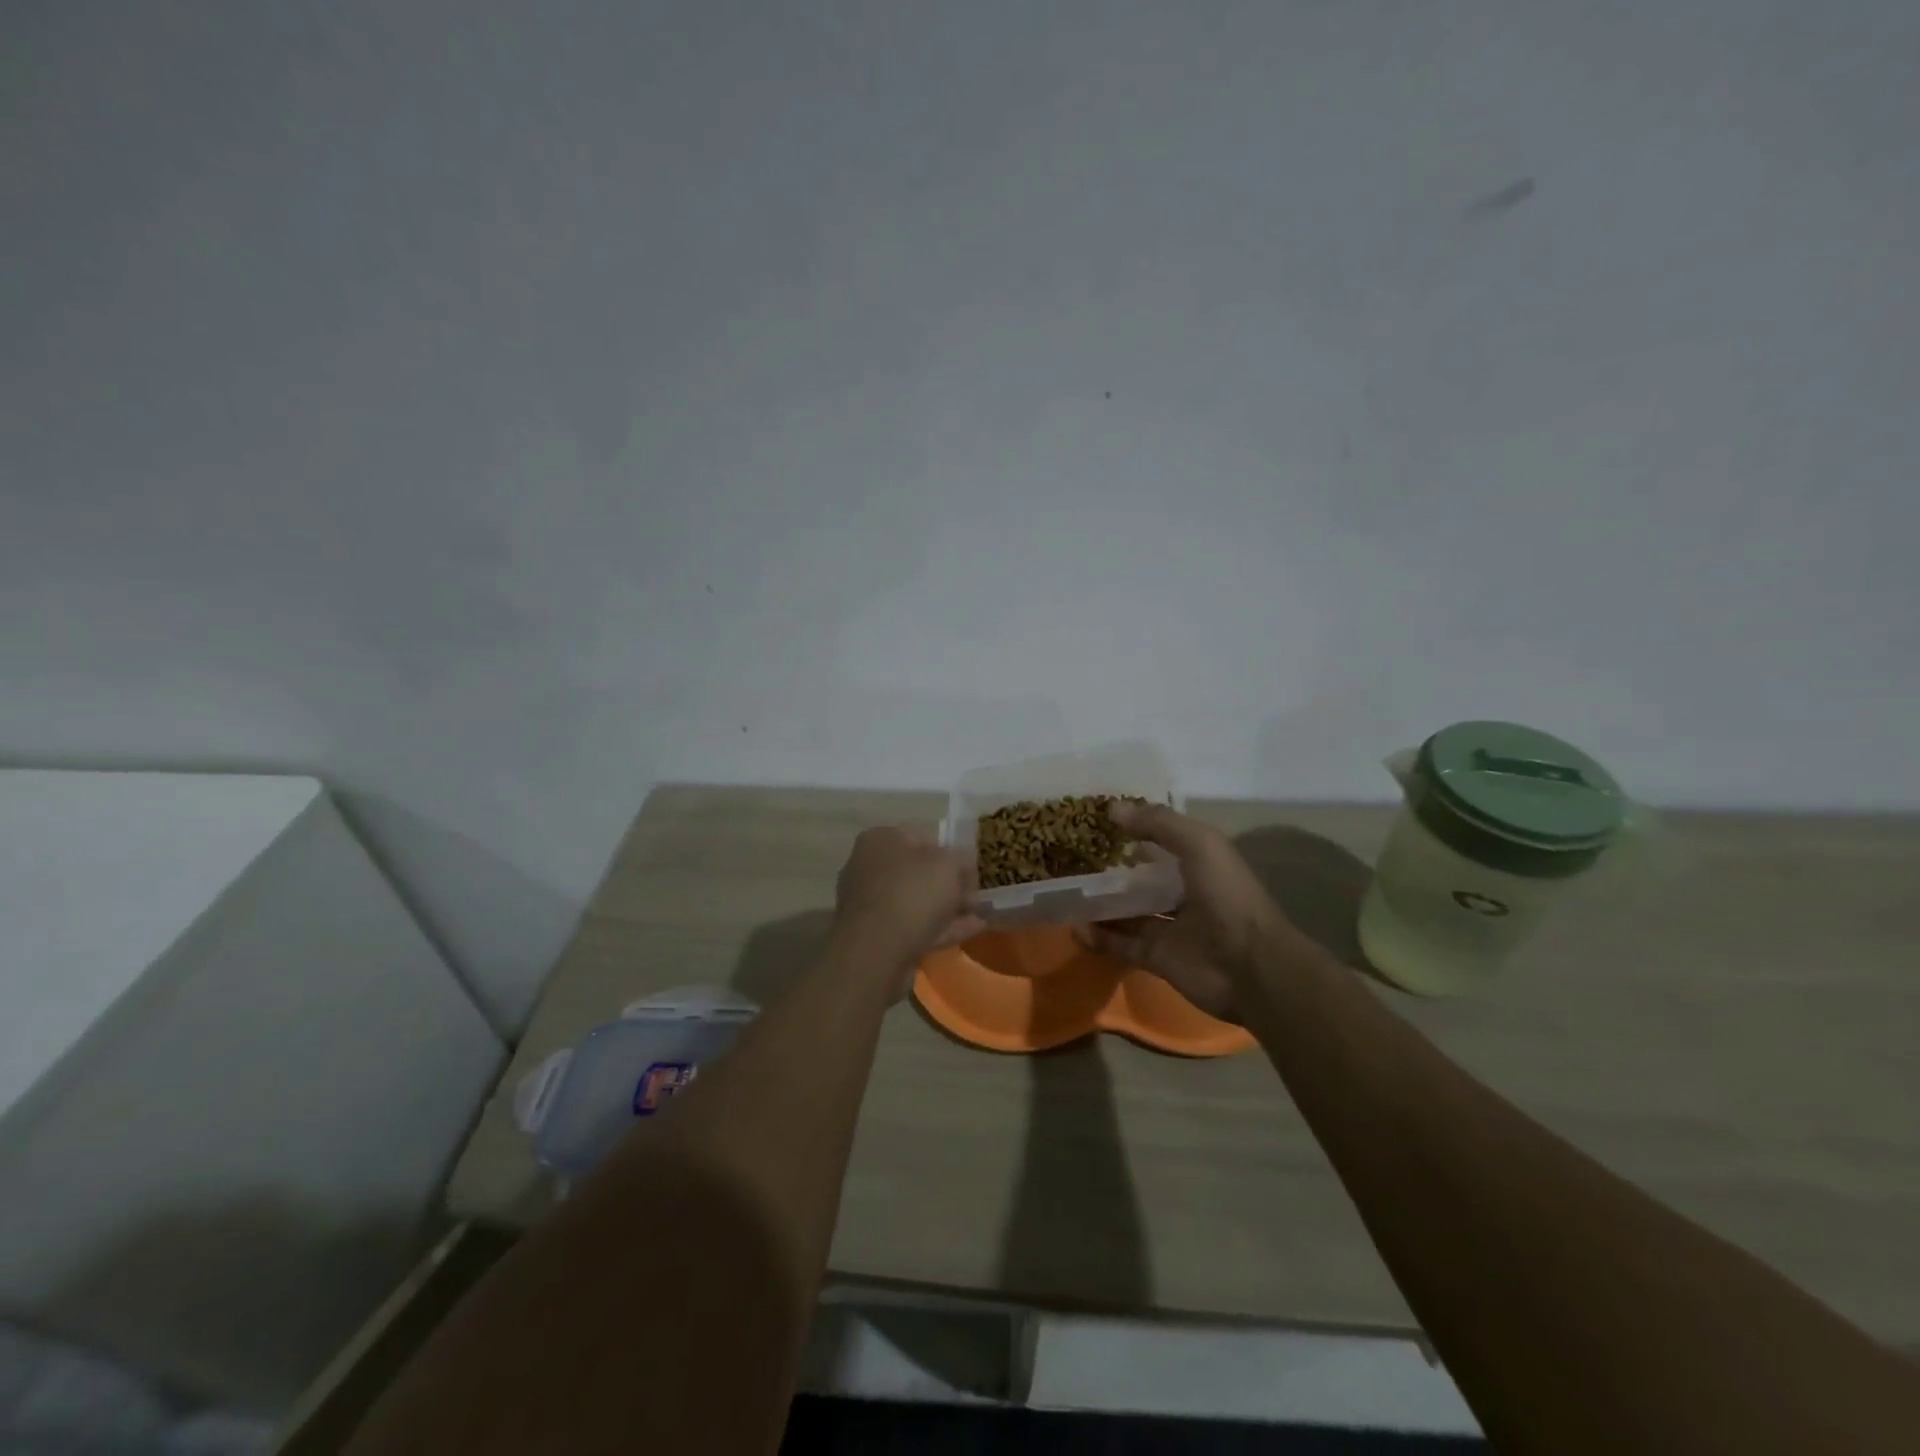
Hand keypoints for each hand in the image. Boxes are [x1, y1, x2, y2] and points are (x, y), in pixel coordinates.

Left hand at [834, 827, 984, 968]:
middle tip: (975, 897)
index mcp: (880, 839)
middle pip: (918, 873)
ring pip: (916, 902)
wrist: (877, 950)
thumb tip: (963, 869)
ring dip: (946, 909)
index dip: (951, 853)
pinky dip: (939, 928)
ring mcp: (868, 903)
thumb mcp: (950, 865)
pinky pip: (912, 927)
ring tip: (979, 917)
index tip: (971, 871)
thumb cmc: (913, 893)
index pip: (921, 839)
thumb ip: (961, 861)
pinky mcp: (873, 935)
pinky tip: (968, 932)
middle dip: (948, 885)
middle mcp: (868, 866)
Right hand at [1075, 803, 1287, 1021]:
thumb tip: (1113, 808)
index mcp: (1198, 865)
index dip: (1135, 835)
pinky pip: (1121, 944)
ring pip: (1126, 914)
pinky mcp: (1156, 958)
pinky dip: (1098, 938)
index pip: (1162, 845)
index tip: (1099, 827)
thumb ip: (1157, 823)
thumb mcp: (1198, 844)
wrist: (1250, 967)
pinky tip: (1076, 929)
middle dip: (1111, 874)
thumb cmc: (1226, 896)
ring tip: (1067, 896)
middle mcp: (1183, 894)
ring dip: (1099, 907)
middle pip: (1140, 882)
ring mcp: (1169, 928)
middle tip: (1074, 864)